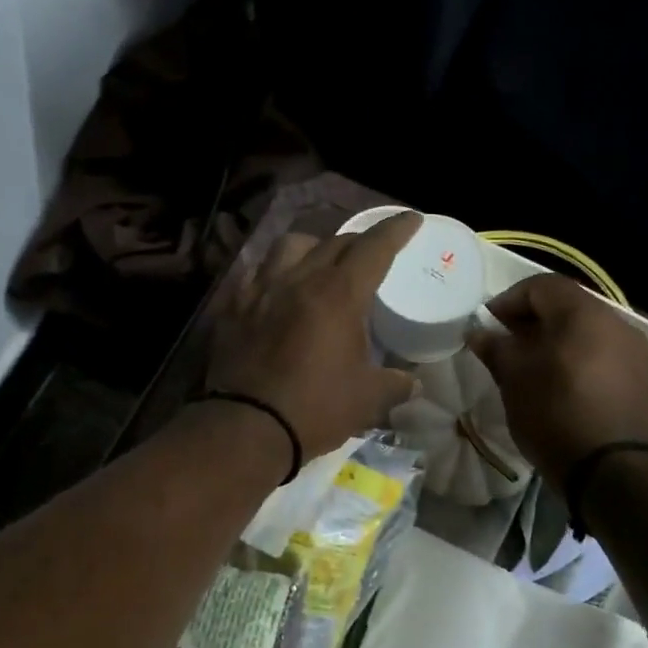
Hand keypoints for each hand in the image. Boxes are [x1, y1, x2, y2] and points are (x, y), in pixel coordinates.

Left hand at [207, 213, 422, 459]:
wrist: (247, 427)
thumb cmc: (315, 409)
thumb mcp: (367, 400)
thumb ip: (395, 384)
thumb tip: (414, 384)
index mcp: (338, 294)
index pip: (373, 248)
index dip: (395, 230)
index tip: (411, 220)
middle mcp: (299, 280)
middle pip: (333, 242)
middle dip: (358, 242)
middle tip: (371, 254)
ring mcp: (261, 290)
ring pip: (289, 246)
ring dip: (312, 247)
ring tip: (318, 264)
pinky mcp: (234, 308)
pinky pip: (256, 273)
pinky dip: (274, 273)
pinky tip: (277, 289)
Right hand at [467, 273, 647, 490]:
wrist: (615, 472)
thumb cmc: (556, 414)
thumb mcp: (514, 380)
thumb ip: (496, 348)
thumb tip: (480, 332)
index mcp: (584, 313)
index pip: (541, 286)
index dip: (508, 300)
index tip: (487, 326)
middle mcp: (617, 322)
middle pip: (567, 306)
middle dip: (531, 321)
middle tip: (505, 346)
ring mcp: (636, 351)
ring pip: (587, 332)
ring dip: (556, 341)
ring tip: (531, 370)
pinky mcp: (644, 380)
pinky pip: (603, 355)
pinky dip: (578, 360)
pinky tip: (561, 388)